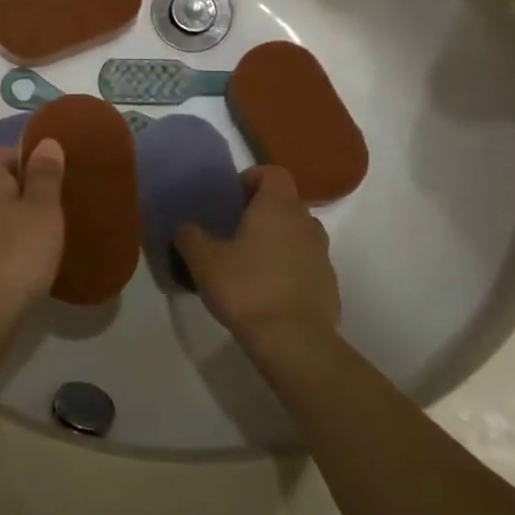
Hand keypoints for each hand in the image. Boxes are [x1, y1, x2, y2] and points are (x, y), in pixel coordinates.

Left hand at [0, 141, 65, 335]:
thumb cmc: (16, 255)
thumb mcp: (41, 209)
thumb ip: (45, 176)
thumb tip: (45, 141)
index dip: (18, 155)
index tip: (49, 166)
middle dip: (26, 189)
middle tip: (60, 197)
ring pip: (1, 219)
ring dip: (25, 221)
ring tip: (57, 229)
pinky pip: (3, 248)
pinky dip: (21, 249)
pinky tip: (43, 262)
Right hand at [174, 165, 339, 352]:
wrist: (293, 341)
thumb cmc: (247, 289)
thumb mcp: (204, 261)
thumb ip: (191, 237)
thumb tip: (186, 229)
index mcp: (277, 207)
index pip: (274, 173)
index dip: (253, 178)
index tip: (233, 197)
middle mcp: (305, 222)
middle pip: (286, 203)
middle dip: (263, 212)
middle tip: (235, 232)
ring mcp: (322, 254)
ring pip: (299, 234)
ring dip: (279, 240)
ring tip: (252, 262)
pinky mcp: (329, 284)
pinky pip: (307, 264)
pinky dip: (290, 268)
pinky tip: (269, 292)